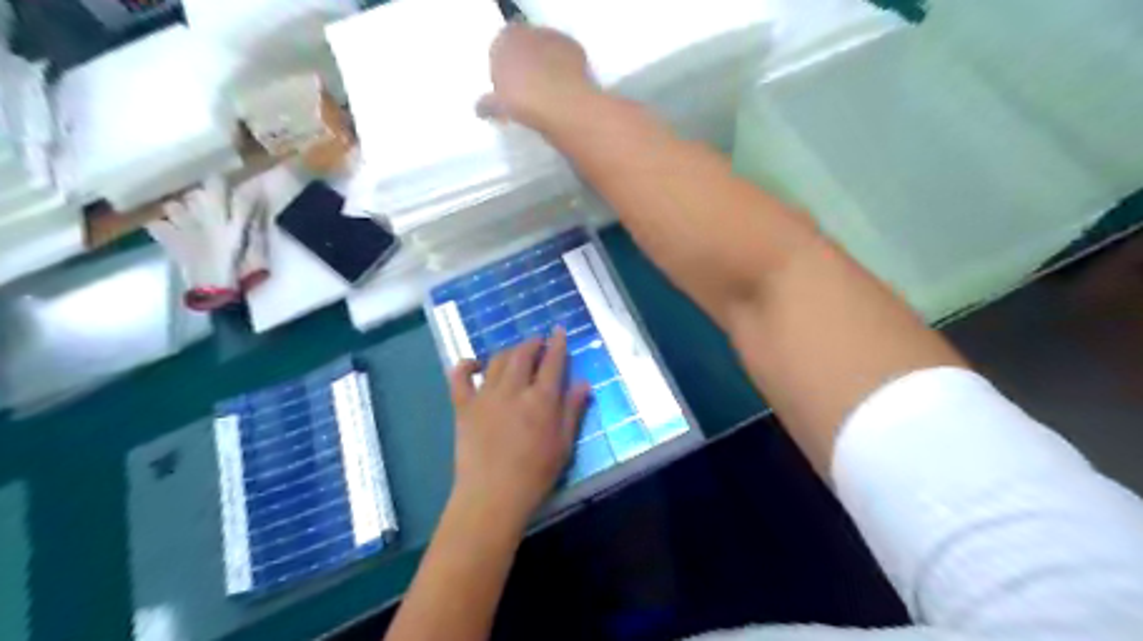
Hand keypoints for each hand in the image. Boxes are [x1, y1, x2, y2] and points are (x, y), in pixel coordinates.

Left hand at [447, 329, 593, 527]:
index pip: (552, 361)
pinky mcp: (464, 406)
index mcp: (541, 399)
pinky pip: (460, 377)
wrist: (492, 495)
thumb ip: (573, 410)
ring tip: (515, 353)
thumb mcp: (564, 444)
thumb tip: (583, 382)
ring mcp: (485, 395)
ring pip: (497, 360)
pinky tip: (474, 364)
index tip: (559, 331)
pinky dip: (466, 365)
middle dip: (532, 343)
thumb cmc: (535, 473)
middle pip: (522, 354)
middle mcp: (513, 389)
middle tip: (538, 342)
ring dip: (508, 351)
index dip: (557, 343)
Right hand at [479, 22, 598, 129]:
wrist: (562, 103)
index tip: (507, 92)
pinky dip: (564, 72)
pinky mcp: (575, 49)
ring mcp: (554, 38)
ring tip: (547, 96)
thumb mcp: (498, 106)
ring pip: (545, 53)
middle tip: (526, 95)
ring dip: (545, 68)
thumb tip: (480, 108)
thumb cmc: (522, 101)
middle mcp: (528, 32)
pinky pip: (566, 60)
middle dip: (524, 67)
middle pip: (524, 49)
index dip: (502, 72)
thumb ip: (487, 104)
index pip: (499, 50)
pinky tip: (563, 92)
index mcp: (504, 40)